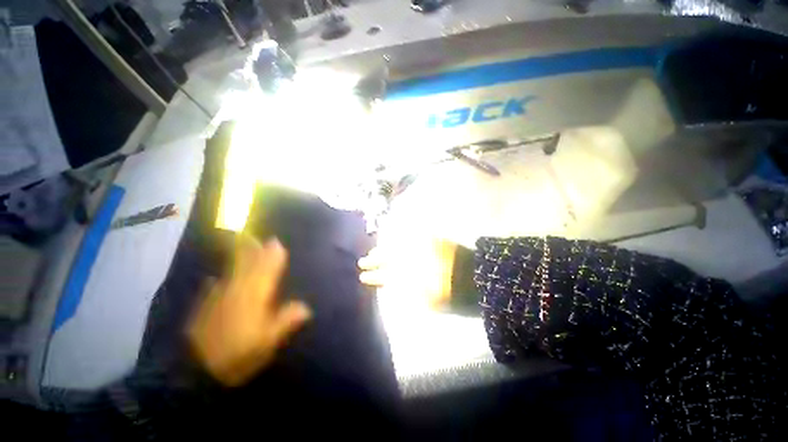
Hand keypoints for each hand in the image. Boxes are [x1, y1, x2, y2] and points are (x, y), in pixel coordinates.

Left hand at [188, 237, 311, 386]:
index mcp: (255, 298)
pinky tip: (213, 278)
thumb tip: (306, 307)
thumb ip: (286, 321)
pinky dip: (216, 281)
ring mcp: (218, 298)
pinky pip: (213, 288)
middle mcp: (237, 292)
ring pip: (231, 273)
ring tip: (242, 246)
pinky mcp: (204, 308)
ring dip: (238, 258)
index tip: (276, 243)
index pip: (267, 272)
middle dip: (254, 251)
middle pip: (248, 267)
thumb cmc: (237, 355)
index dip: (272, 257)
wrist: (194, 371)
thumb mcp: (267, 342)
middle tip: (257, 236)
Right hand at [358, 238, 457, 309]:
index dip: (375, 276)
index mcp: (413, 273)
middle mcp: (413, 256)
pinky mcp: (430, 240)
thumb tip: (393, 285)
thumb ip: (409, 292)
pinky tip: (391, 238)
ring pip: (396, 246)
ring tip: (373, 251)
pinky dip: (398, 237)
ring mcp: (421, 247)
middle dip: (374, 260)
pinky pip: (410, 235)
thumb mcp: (430, 301)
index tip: (363, 277)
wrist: (475, 275)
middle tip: (362, 262)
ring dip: (383, 249)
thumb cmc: (454, 293)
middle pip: (389, 257)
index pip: (387, 274)